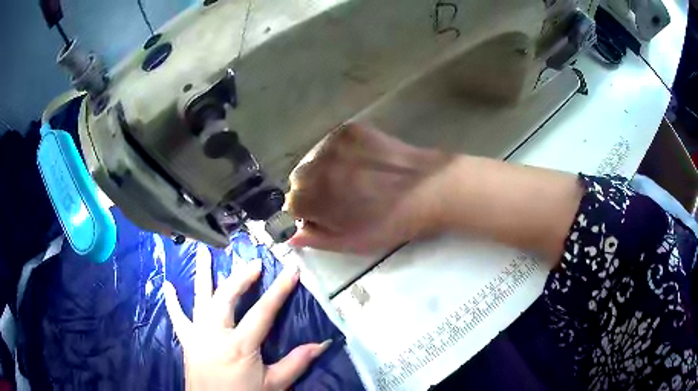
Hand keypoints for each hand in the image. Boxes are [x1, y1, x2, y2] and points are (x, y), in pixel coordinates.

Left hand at [164, 254, 329, 390]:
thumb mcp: (274, 385)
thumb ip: (296, 363)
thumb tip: (322, 344)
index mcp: (240, 345)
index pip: (263, 311)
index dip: (279, 290)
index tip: (291, 270)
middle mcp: (216, 333)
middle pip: (227, 297)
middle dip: (241, 277)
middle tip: (253, 263)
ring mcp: (198, 334)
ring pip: (200, 299)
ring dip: (202, 274)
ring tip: (203, 251)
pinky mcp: (187, 341)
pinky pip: (177, 318)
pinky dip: (172, 302)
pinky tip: (167, 285)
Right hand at [286, 123, 451, 253]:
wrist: (430, 188)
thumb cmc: (391, 222)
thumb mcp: (353, 242)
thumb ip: (317, 240)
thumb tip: (292, 236)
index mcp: (315, 198)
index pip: (291, 204)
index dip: (308, 213)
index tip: (325, 215)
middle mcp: (317, 166)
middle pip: (298, 179)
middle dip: (312, 190)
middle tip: (340, 197)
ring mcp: (333, 143)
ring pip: (313, 159)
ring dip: (324, 170)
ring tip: (352, 178)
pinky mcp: (350, 129)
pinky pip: (330, 143)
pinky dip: (337, 154)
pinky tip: (359, 162)